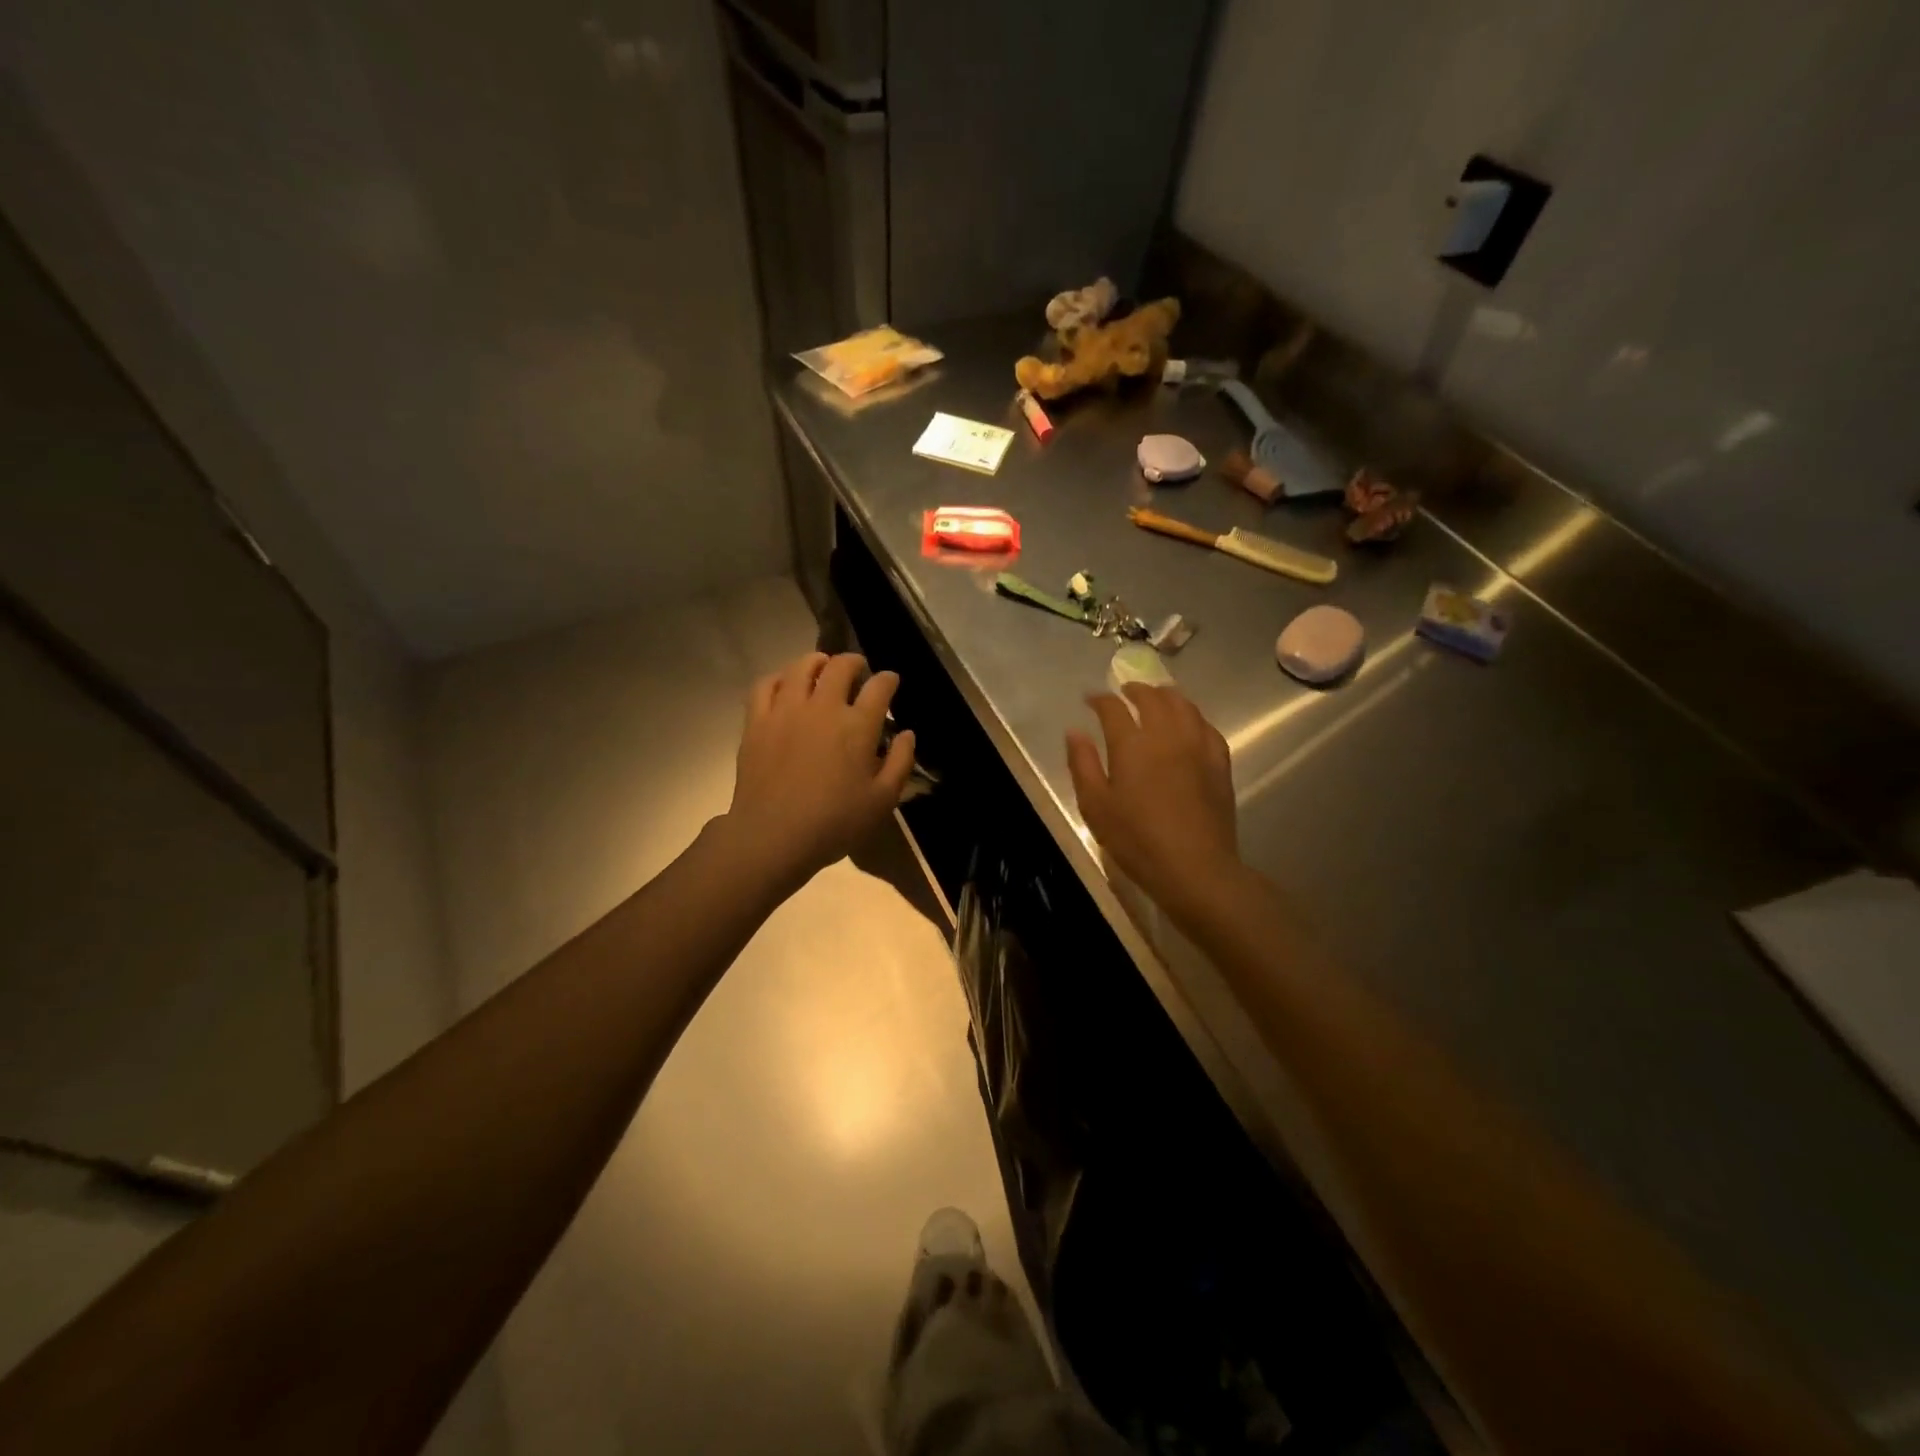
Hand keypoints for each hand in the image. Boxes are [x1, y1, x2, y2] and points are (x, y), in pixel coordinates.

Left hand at [723, 652, 914, 889]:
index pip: (879, 686)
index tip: (890, 681)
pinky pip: (766, 684)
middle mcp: (823, 707)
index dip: (888, 679)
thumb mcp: (883, 800)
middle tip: (858, 670)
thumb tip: (907, 733)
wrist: (773, 837)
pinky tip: (785, 684)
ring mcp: (786, 710)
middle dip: (854, 662)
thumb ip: (900, 762)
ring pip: (801, 667)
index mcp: (857, 725)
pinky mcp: (757, 721)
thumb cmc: (834, 823)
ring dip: (817, 662)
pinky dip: (779, 677)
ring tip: (822, 667)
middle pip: (840, 666)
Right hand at [1066, 684, 1240, 919]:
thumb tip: (1075, 731)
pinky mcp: (1219, 762)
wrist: (1194, 866)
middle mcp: (1166, 735)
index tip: (1090, 699)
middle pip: (1153, 698)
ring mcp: (1197, 746)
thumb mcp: (1095, 806)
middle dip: (1135, 690)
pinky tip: (1189, 724)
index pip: (1113, 708)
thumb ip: (1083, 764)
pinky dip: (1192, 717)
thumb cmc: (1136, 839)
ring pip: (1184, 706)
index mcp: (1132, 744)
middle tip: (1124, 693)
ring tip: (1156, 699)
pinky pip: (1206, 726)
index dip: (1100, 699)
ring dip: (1166, 696)